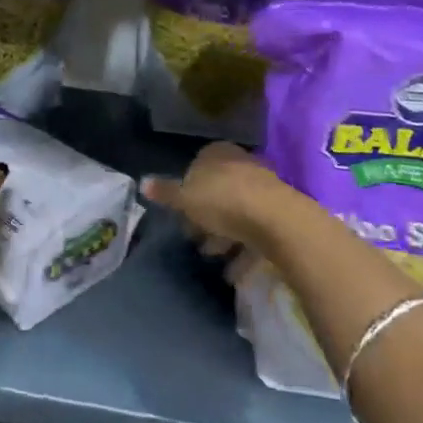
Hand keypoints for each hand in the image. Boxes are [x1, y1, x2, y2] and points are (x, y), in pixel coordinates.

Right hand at [140, 142, 292, 252]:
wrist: (277, 220)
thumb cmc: (223, 201)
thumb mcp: (186, 198)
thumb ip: (165, 192)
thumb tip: (142, 183)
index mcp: (217, 153)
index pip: (196, 167)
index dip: (186, 192)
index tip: (181, 216)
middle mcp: (241, 164)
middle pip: (217, 191)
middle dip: (205, 217)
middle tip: (196, 240)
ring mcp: (263, 187)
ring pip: (236, 211)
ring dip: (224, 236)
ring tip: (215, 258)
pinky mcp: (279, 211)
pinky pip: (254, 229)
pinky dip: (243, 248)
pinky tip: (234, 269)